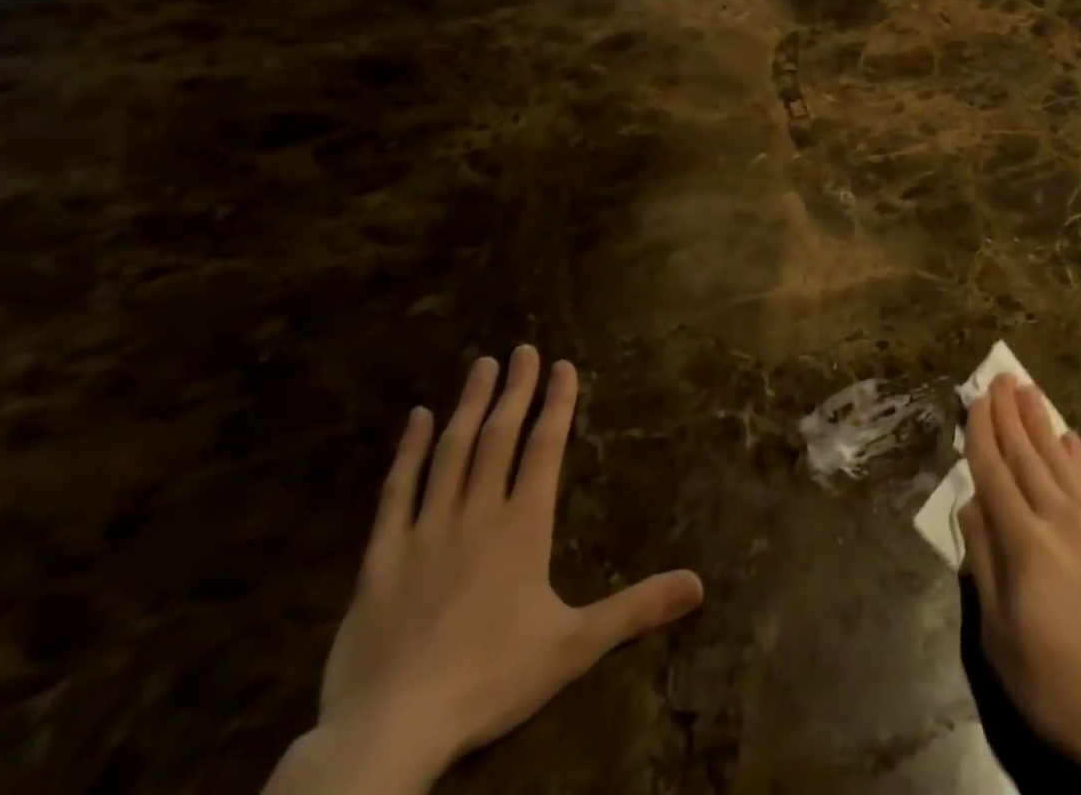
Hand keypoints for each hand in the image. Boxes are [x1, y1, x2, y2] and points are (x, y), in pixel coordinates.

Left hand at [266, 347, 702, 794]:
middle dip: (514, 389)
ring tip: (481, 365)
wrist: (388, 731)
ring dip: (469, 405)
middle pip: (499, 436)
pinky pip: (396, 492)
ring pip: (451, 452)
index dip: (556, 403)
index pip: (545, 448)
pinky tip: (418, 419)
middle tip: (522, 349)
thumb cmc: (490, 681)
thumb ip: (636, 609)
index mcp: (523, 526)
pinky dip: (408, 452)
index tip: (563, 366)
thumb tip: (699, 584)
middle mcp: (476, 514)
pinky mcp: (380, 558)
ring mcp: (425, 531)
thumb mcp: (574, 647)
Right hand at [958, 377, 1080, 794]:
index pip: (994, 472)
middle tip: (998, 377)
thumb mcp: (999, 635)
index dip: (981, 434)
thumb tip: (972, 504)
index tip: (973, 401)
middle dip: (1008, 413)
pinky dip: (1077, 455)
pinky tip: (1069, 436)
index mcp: (1023, 541)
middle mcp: (1058, 518)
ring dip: (1040, 421)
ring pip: (1059, 458)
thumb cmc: (1056, 683)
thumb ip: (984, 562)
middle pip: (1026, 454)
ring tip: (1027, 389)